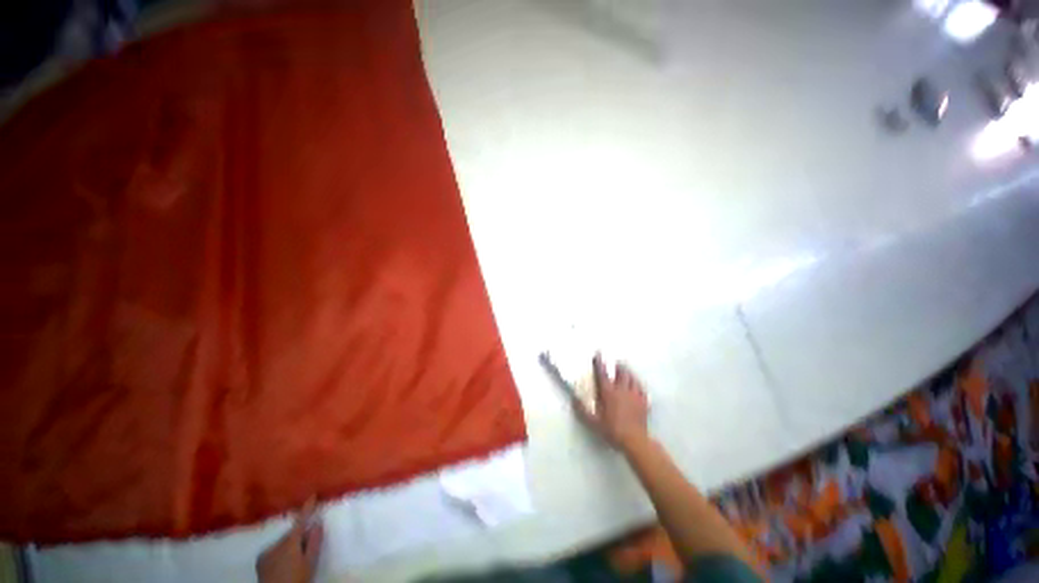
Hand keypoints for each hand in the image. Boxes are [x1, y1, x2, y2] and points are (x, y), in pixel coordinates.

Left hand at [257, 499, 323, 582]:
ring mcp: (265, 552)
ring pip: (283, 542)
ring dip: (290, 545)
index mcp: (289, 542)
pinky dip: (281, 552)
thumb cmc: (297, 579)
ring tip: (296, 558)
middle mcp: (276, 543)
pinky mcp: (260, 560)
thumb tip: (317, 522)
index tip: (312, 495)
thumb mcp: (310, 562)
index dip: (307, 508)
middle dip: (300, 536)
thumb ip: (314, 542)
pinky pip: (274, 549)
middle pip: (291, 534)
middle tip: (307, 546)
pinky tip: (284, 563)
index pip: (300, 521)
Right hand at [574, 354, 649, 450]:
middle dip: (618, 365)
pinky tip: (638, 385)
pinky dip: (638, 385)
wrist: (634, 440)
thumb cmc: (612, 430)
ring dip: (629, 373)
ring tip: (626, 370)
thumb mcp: (593, 422)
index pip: (602, 373)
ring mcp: (634, 395)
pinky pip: (642, 389)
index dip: (599, 362)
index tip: (598, 353)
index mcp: (608, 392)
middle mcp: (621, 390)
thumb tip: (574, 398)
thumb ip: (582, 410)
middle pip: (621, 372)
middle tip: (616, 361)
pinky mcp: (644, 402)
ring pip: (632, 378)